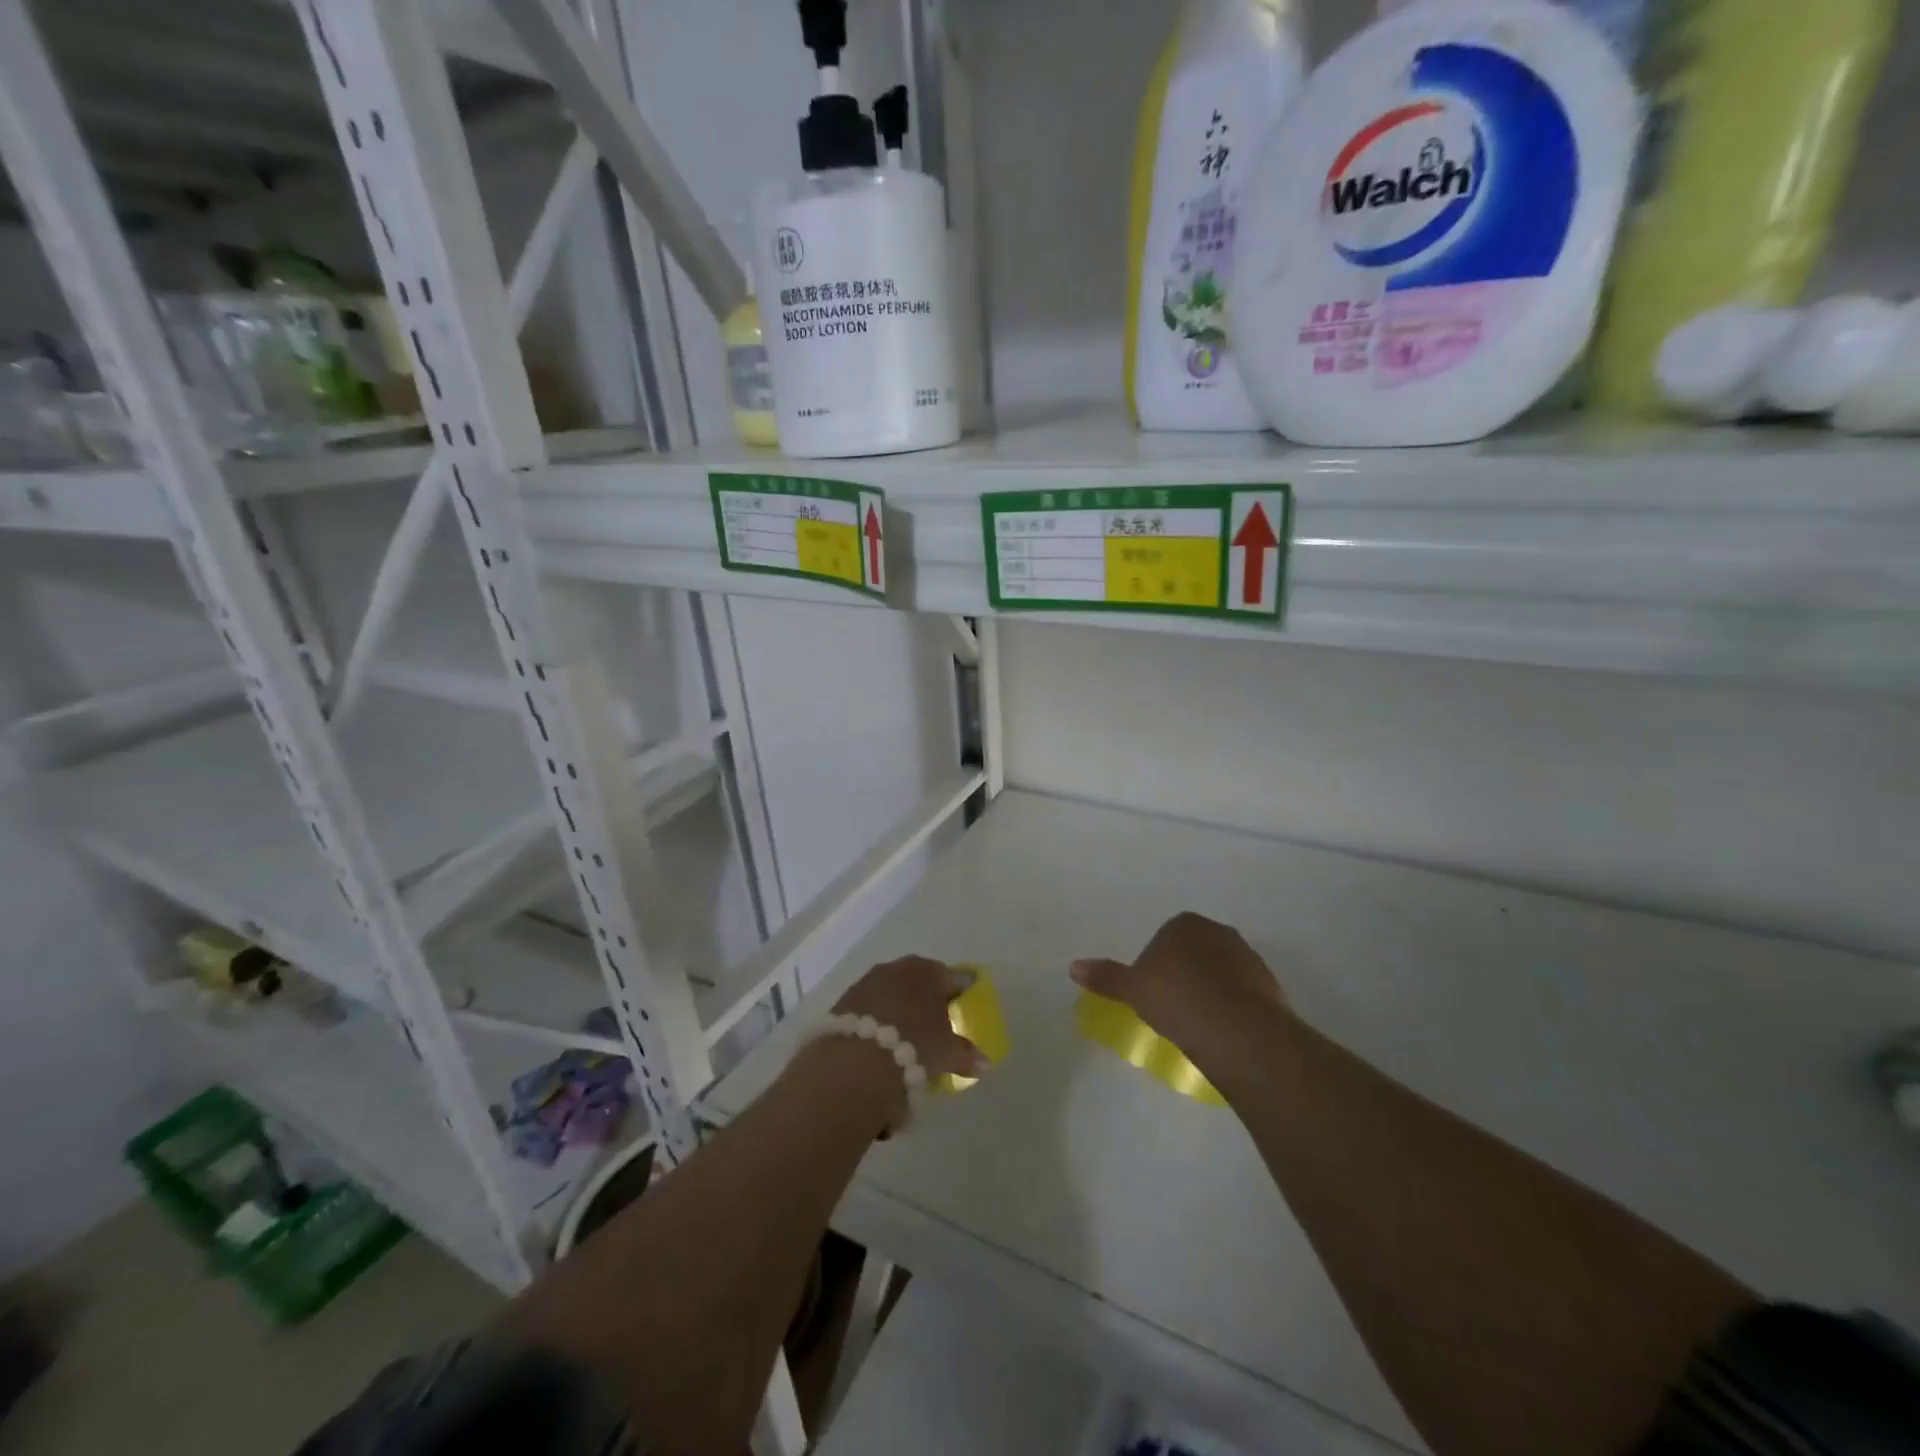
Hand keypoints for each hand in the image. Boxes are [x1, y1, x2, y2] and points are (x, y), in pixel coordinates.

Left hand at [832, 955, 990, 1088]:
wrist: (857, 1060)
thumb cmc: (914, 1045)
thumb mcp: (947, 1053)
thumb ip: (967, 1054)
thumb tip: (985, 1063)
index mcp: (927, 970)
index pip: (949, 979)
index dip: (955, 998)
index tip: (956, 1017)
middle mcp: (897, 967)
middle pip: (917, 982)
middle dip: (924, 1002)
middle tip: (930, 1030)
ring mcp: (867, 981)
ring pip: (890, 992)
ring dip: (897, 1010)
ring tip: (902, 1039)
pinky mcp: (844, 1000)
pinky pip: (868, 1007)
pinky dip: (875, 1020)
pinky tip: (877, 1044)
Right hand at [1071, 912, 1288, 1061]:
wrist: (1238, 1031)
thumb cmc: (1177, 1000)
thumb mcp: (1133, 989)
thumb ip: (1106, 976)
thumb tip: (1074, 966)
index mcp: (1184, 924)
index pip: (1164, 938)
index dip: (1155, 965)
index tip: (1151, 993)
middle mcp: (1218, 931)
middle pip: (1193, 952)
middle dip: (1183, 974)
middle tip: (1171, 1008)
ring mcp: (1248, 957)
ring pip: (1219, 972)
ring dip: (1209, 990)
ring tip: (1197, 1023)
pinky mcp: (1269, 985)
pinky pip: (1241, 992)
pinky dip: (1231, 1006)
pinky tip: (1221, 1030)